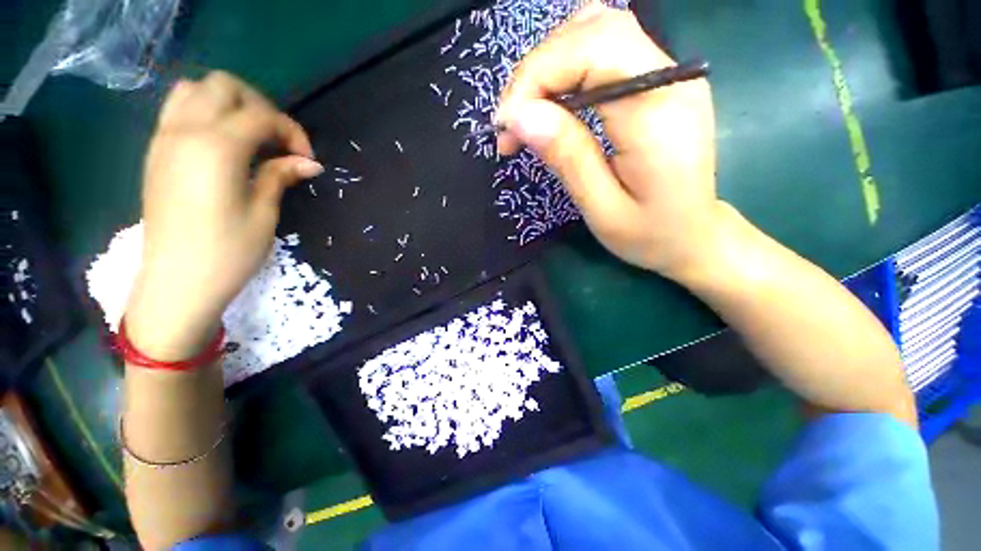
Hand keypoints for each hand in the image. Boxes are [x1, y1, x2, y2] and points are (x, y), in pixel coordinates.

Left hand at [126, 72, 322, 359]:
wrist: (177, 282)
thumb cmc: (228, 252)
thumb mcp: (264, 213)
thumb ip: (280, 176)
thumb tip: (309, 162)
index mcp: (216, 148)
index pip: (260, 115)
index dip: (291, 131)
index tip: (306, 158)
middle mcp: (185, 131)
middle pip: (224, 86)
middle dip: (259, 105)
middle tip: (278, 139)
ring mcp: (165, 139)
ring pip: (195, 90)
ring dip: (228, 103)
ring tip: (250, 135)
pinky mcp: (157, 152)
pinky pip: (178, 109)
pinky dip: (205, 112)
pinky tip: (224, 143)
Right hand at [496, 3, 719, 279]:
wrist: (694, 235)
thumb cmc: (650, 233)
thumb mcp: (602, 208)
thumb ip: (567, 158)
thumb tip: (520, 117)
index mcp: (656, 112)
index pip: (590, 52)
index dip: (535, 78)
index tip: (505, 125)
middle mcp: (668, 77)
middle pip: (591, 30)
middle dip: (535, 72)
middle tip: (511, 124)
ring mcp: (666, 73)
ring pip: (597, 29)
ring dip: (549, 66)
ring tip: (528, 114)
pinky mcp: (657, 80)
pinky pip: (606, 49)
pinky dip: (567, 67)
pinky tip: (553, 101)